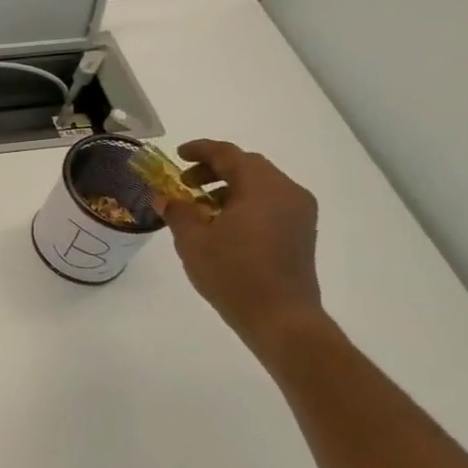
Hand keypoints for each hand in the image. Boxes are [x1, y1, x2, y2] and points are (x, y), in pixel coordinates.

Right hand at [155, 140, 322, 343]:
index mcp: (262, 186)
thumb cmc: (233, 273)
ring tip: (202, 205)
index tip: (178, 154)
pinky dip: (245, 202)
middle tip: (186, 182)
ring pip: (261, 184)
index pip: (228, 154)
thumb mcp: (193, 240)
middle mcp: (287, 192)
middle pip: (248, 166)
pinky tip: (224, 223)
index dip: (200, 150)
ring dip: (230, 186)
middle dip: (214, 169)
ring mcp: (299, 213)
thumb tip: (166, 197)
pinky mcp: (301, 232)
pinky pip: (271, 202)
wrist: (281, 318)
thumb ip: (177, 211)